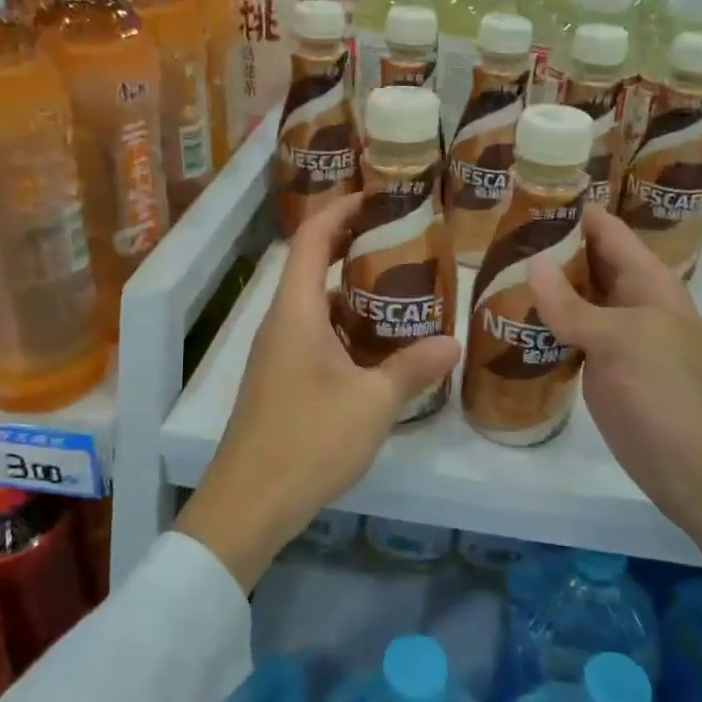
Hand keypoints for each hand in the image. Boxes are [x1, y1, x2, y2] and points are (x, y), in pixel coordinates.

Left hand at [176, 195, 460, 590]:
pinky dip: (344, 329)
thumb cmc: (308, 440)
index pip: (310, 238)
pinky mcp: (279, 382)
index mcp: (295, 311)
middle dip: (352, 249)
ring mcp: (276, 354)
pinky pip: (314, 337)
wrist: (248, 504)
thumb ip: (413, 368)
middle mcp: (280, 323)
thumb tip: (453, 343)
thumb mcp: (372, 403)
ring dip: (351, 294)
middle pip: (311, 267)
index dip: (339, 211)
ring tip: (400, 293)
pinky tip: (378, 350)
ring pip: (315, 306)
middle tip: (402, 244)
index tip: (374, 197)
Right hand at [526, 207, 701, 642]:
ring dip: (543, 288)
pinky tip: (509, 322)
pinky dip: (544, 326)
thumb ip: (573, 306)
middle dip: (550, 248)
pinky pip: (570, 337)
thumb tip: (531, 263)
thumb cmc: (668, 396)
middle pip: (589, 263)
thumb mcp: (621, 342)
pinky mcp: (603, 371)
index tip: (528, 193)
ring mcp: (618, 339)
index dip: (574, 210)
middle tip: (495, 235)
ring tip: (492, 271)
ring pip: (576, 301)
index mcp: (650, 283)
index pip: (608, 231)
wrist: (698, 472)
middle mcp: (633, 303)